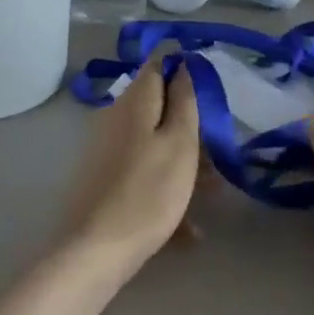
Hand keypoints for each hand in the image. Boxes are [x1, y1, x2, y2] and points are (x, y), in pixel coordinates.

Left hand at [63, 60, 201, 277]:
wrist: (95, 249)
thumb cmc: (148, 191)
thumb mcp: (179, 143)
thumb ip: (184, 101)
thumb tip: (182, 64)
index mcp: (133, 103)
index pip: (159, 68)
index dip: (185, 72)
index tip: (211, 94)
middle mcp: (115, 119)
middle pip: (158, 109)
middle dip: (189, 127)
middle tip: (218, 154)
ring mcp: (106, 151)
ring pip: (152, 145)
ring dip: (183, 163)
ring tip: (212, 193)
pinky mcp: (104, 181)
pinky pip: (141, 175)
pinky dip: (165, 191)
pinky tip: (188, 231)